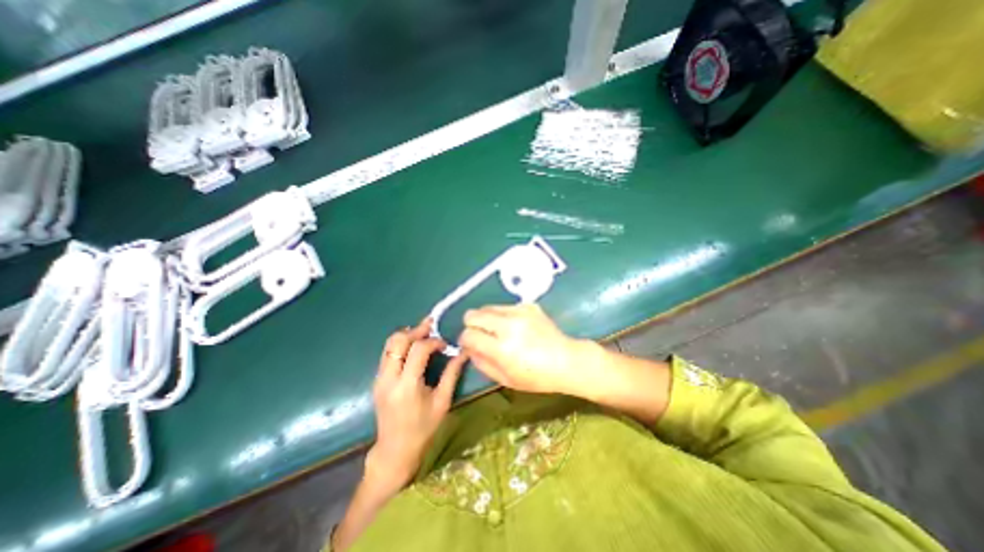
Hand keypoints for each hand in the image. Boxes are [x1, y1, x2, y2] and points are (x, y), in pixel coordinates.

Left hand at [366, 318, 465, 492]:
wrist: (395, 451)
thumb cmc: (423, 429)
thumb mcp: (442, 401)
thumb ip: (452, 374)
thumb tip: (463, 352)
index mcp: (407, 385)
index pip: (418, 349)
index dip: (433, 341)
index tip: (445, 345)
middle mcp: (389, 378)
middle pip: (398, 341)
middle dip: (416, 330)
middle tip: (432, 326)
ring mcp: (379, 379)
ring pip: (389, 344)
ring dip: (407, 334)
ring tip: (423, 332)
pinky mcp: (377, 380)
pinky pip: (387, 353)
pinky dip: (400, 344)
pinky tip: (413, 345)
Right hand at [460, 305, 591, 395]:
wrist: (566, 360)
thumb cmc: (536, 377)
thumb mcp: (505, 379)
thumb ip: (482, 363)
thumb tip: (468, 348)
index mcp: (502, 348)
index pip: (468, 335)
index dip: (464, 340)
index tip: (470, 345)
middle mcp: (508, 326)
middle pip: (473, 314)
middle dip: (471, 325)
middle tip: (481, 335)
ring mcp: (519, 312)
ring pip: (487, 307)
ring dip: (486, 318)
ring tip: (498, 330)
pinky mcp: (529, 305)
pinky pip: (505, 306)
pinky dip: (503, 315)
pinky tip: (515, 326)